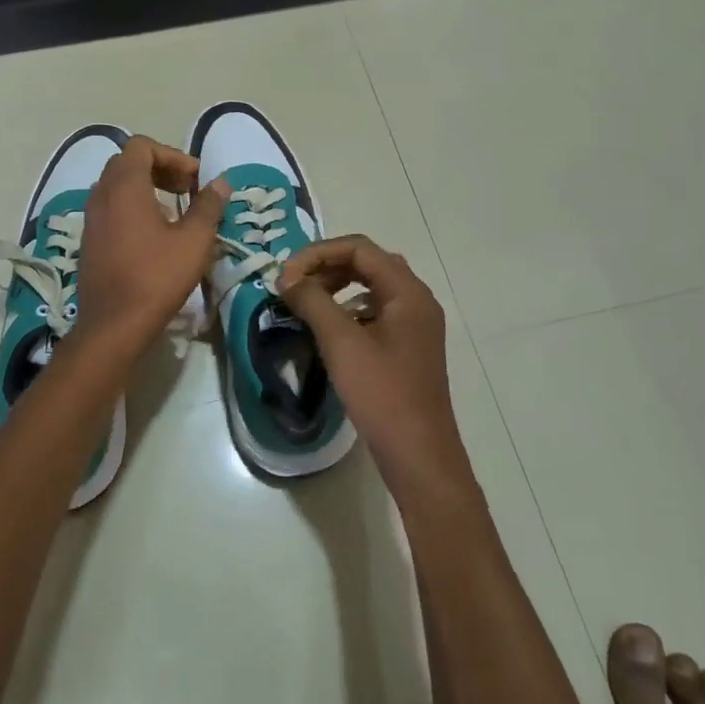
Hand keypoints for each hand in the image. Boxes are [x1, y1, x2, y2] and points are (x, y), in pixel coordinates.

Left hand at [74, 136, 228, 353]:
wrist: (113, 326)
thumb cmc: (156, 277)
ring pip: (117, 187)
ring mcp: (91, 219)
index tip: (195, 178)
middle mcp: (101, 196)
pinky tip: (155, 235)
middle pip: (128, 163)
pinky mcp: (90, 241)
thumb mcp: (194, 240)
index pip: (141, 147)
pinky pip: (110, 209)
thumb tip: (221, 183)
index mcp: (124, 187)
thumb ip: (208, 206)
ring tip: (175, 211)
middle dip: (160, 169)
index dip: (172, 155)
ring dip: (147, 188)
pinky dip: (133, 208)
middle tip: (188, 189)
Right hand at [278, 236, 472, 497]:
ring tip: (305, 303)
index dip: (318, 253)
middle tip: (293, 285)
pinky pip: (376, 312)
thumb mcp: (341, 343)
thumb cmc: (382, 393)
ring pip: (372, 288)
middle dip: (327, 267)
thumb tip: (286, 276)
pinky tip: (328, 330)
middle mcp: (416, 300)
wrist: (418, 455)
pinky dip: (348, 310)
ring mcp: (415, 325)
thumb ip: (312, 301)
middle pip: (368, 263)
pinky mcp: (408, 347)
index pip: (360, 248)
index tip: (286, 274)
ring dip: (337, 287)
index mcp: (408, 292)